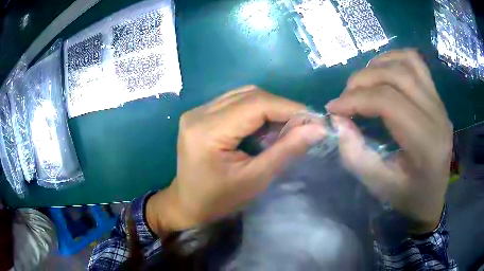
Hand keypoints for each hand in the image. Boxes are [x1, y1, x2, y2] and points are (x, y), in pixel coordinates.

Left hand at [147, 86, 325, 233]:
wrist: (187, 204)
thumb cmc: (218, 200)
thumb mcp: (255, 179)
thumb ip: (286, 150)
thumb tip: (317, 128)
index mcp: (207, 130)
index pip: (256, 104)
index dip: (289, 108)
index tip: (313, 120)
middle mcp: (199, 113)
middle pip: (250, 95)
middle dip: (281, 107)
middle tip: (302, 125)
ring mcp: (197, 111)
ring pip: (243, 95)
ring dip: (269, 108)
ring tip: (285, 128)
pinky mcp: (200, 114)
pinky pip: (235, 102)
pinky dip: (255, 111)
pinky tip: (265, 128)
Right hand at [326, 49, 452, 233]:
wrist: (433, 197)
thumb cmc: (407, 197)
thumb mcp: (378, 185)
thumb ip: (355, 154)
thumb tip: (338, 119)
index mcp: (425, 143)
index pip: (388, 102)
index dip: (356, 99)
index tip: (333, 108)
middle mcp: (437, 116)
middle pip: (397, 76)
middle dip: (363, 80)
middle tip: (345, 95)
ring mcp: (440, 103)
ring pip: (408, 62)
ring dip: (379, 65)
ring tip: (363, 82)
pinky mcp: (438, 98)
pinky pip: (417, 63)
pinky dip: (395, 59)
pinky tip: (383, 72)